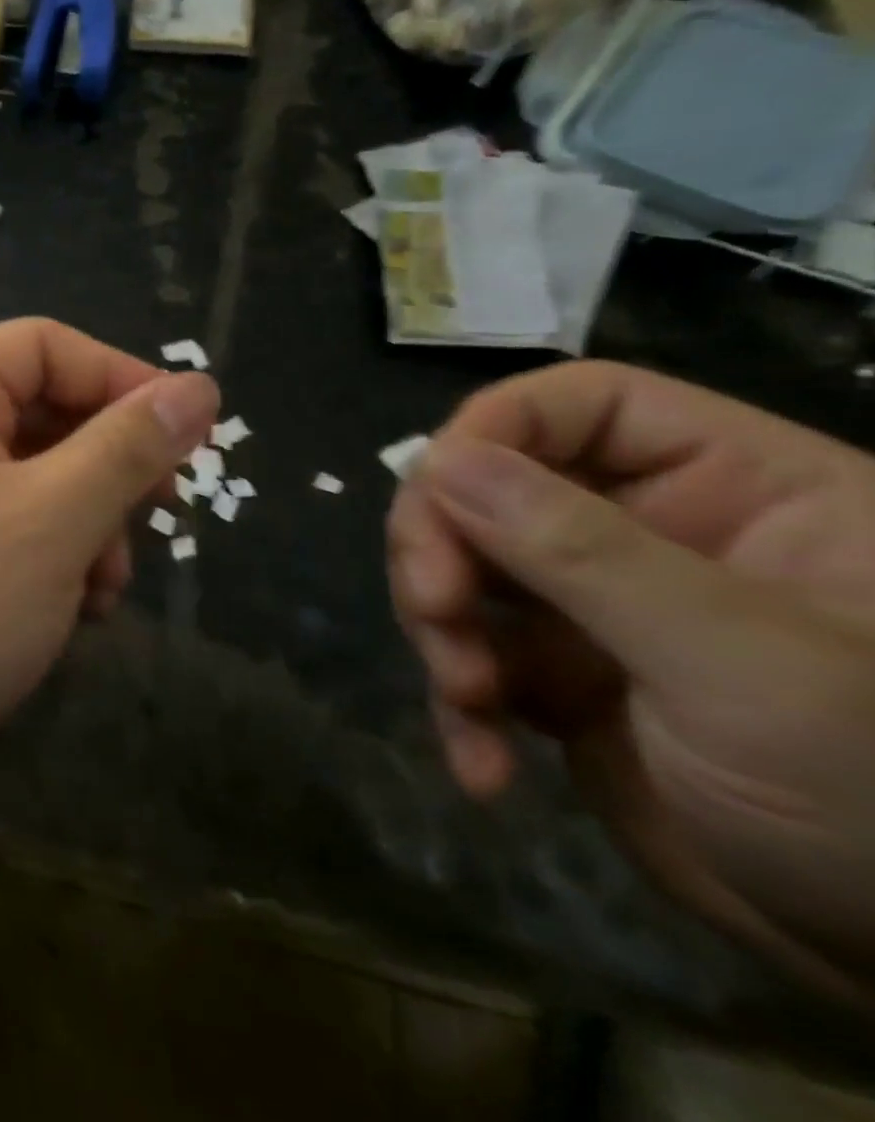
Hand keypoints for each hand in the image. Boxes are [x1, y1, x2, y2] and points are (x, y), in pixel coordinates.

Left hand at [0, 318, 217, 762]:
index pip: (43, 347)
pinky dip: (47, 560)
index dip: (120, 378)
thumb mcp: (50, 519)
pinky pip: (3, 530)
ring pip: (31, 481)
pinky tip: (70, 613)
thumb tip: (198, 386)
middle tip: (156, 518)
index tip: (187, 434)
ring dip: (83, 527)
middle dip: (105, 471)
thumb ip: (127, 449)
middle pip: (40, 415)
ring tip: (104, 589)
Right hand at [387, 360, 874, 1001]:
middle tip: (433, 611)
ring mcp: (595, 605)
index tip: (432, 492)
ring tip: (468, 702)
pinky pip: (469, 654)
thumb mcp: (738, 664)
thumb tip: (437, 460)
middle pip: (488, 487)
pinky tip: (483, 766)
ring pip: (459, 568)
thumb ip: (582, 551)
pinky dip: (458, 706)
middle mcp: (651, 531)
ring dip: (440, 631)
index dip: (491, 430)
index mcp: (732, 488)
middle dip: (441, 548)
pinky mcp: (558, 675)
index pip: (578, 405)